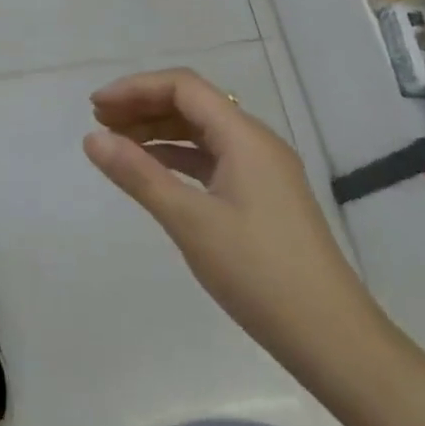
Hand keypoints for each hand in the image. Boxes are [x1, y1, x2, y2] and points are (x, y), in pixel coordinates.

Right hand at [83, 68, 380, 374]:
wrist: (333, 339)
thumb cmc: (258, 273)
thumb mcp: (190, 221)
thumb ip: (138, 174)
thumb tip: (91, 138)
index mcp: (244, 136)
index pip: (183, 86)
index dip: (135, 88)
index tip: (96, 107)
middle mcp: (256, 142)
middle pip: (192, 104)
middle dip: (143, 106)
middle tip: (99, 122)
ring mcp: (263, 170)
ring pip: (202, 132)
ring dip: (159, 130)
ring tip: (117, 143)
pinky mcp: (263, 196)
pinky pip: (212, 159)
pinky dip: (178, 157)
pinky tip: (153, 171)